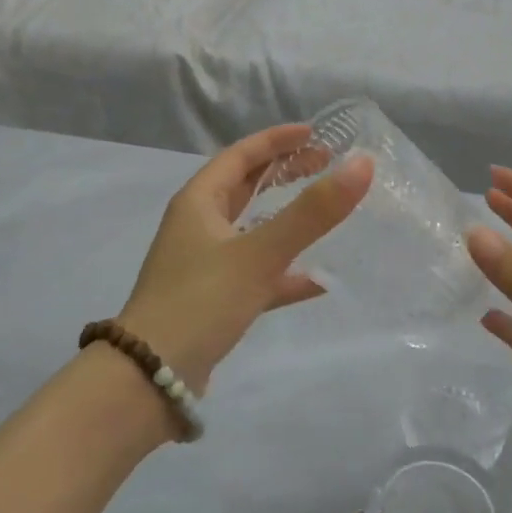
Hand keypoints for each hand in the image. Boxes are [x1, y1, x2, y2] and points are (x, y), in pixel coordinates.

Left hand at [119, 125, 372, 388]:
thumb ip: (312, 212)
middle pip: (245, 187)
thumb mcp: (259, 253)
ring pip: (252, 229)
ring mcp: (205, 265)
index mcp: (198, 202)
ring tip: (327, 212)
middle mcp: (198, 226)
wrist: (149, 379)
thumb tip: (362, 165)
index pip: (241, 155)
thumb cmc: (201, 301)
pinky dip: (285, 272)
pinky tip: (318, 281)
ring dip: (286, 219)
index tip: (315, 133)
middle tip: (326, 165)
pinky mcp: (214, 300)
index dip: (277, 140)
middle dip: (284, 172)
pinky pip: (256, 274)